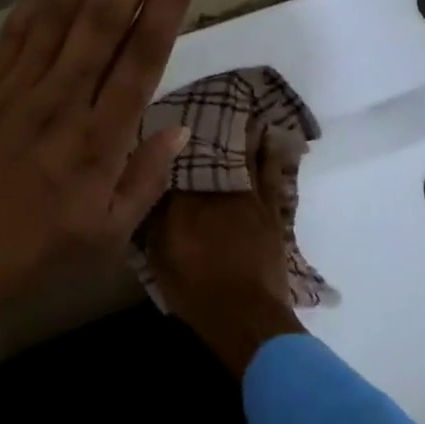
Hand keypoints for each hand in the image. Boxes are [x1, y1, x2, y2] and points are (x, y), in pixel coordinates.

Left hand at [0, 0, 201, 345]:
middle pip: (103, 19)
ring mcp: (19, 90)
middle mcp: (63, 101)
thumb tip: (177, 128)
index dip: (168, 2)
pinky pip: (13, 34)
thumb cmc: (36, 252)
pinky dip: (34, 0)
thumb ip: (147, 179)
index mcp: (101, 140)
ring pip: (58, 15)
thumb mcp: (108, 235)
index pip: (143, 54)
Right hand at [145, 135, 305, 377]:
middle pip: (210, 154)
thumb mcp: (160, 258)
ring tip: (242, 111)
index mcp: (184, 201)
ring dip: (242, 134)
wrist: (245, 315)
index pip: (175, 164)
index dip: (172, 146)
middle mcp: (216, 191)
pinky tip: (270, 139)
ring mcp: (248, 200)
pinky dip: (270, 154)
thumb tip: (153, 192)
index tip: (168, 125)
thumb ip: (154, 222)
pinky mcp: (271, 213)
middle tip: (206, 108)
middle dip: (208, 132)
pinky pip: (270, 174)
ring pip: (243, 157)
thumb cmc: (195, 290)